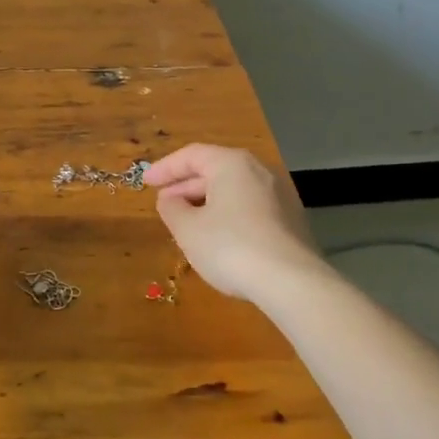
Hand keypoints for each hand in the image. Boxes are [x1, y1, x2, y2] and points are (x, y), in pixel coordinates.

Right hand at [143, 144, 324, 302]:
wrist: (292, 283)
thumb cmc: (231, 247)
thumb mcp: (188, 229)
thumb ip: (172, 209)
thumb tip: (170, 199)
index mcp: (232, 163)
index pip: (192, 155)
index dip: (165, 168)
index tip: (145, 182)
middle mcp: (258, 171)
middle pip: (215, 171)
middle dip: (186, 187)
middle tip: (164, 204)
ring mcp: (279, 196)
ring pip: (233, 191)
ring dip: (206, 203)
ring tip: (187, 223)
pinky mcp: (291, 221)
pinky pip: (249, 208)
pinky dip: (228, 216)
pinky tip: (218, 239)